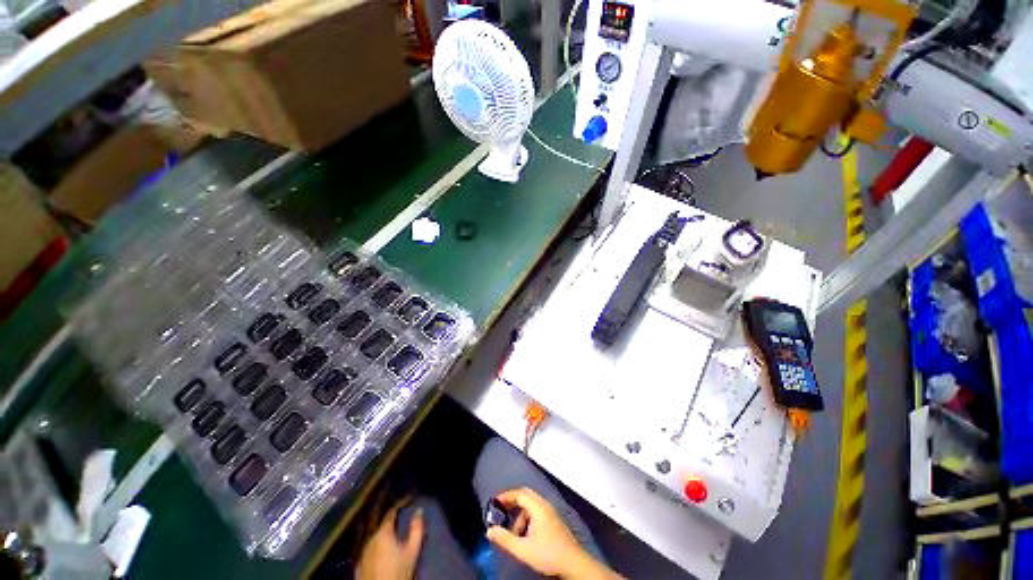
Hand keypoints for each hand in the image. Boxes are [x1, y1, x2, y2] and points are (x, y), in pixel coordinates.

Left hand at [356, 502, 424, 579]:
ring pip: (372, 536)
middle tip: (398, 515)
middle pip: (380, 524)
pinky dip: (374, 545)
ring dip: (381, 532)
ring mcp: (362, 552)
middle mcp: (370, 539)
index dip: (398, 505)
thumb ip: (416, 529)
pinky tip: (379, 549)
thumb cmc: (398, 571)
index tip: (407, 501)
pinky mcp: (358, 565)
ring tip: (390, 532)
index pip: (390, 513)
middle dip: (389, 519)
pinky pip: (367, 549)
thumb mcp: (412, 551)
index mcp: (383, 532)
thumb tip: (419, 511)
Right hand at [486, 488, 620, 579]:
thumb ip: (505, 539)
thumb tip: (490, 530)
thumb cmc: (548, 554)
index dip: (506, 496)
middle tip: (501, 511)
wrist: (573, 563)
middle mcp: (545, 504)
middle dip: (512, 502)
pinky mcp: (553, 520)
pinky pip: (536, 510)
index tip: (494, 501)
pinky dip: (527, 517)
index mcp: (538, 507)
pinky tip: (525, 534)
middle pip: (526, 495)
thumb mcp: (523, 549)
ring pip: (531, 505)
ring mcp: (550, 511)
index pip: (519, 493)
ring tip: (514, 532)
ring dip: (520, 514)